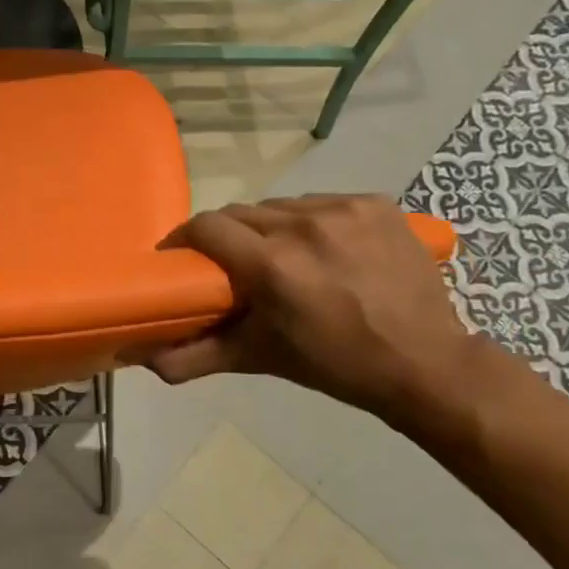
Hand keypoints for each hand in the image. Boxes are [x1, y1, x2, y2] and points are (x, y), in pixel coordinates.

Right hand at [139, 195, 474, 423]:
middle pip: (240, 214)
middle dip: (226, 237)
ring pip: (279, 207)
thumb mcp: (259, 358)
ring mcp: (344, 210)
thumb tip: (144, 359)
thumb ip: (195, 357)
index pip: (207, 227)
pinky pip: (320, 203)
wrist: (424, 362)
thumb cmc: (334, 364)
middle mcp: (304, 226)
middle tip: (230, 266)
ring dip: (268, 228)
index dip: (184, 239)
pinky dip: (309, 223)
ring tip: (278, 258)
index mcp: (273, 265)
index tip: (180, 259)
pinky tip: (321, 250)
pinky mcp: (374, 204)